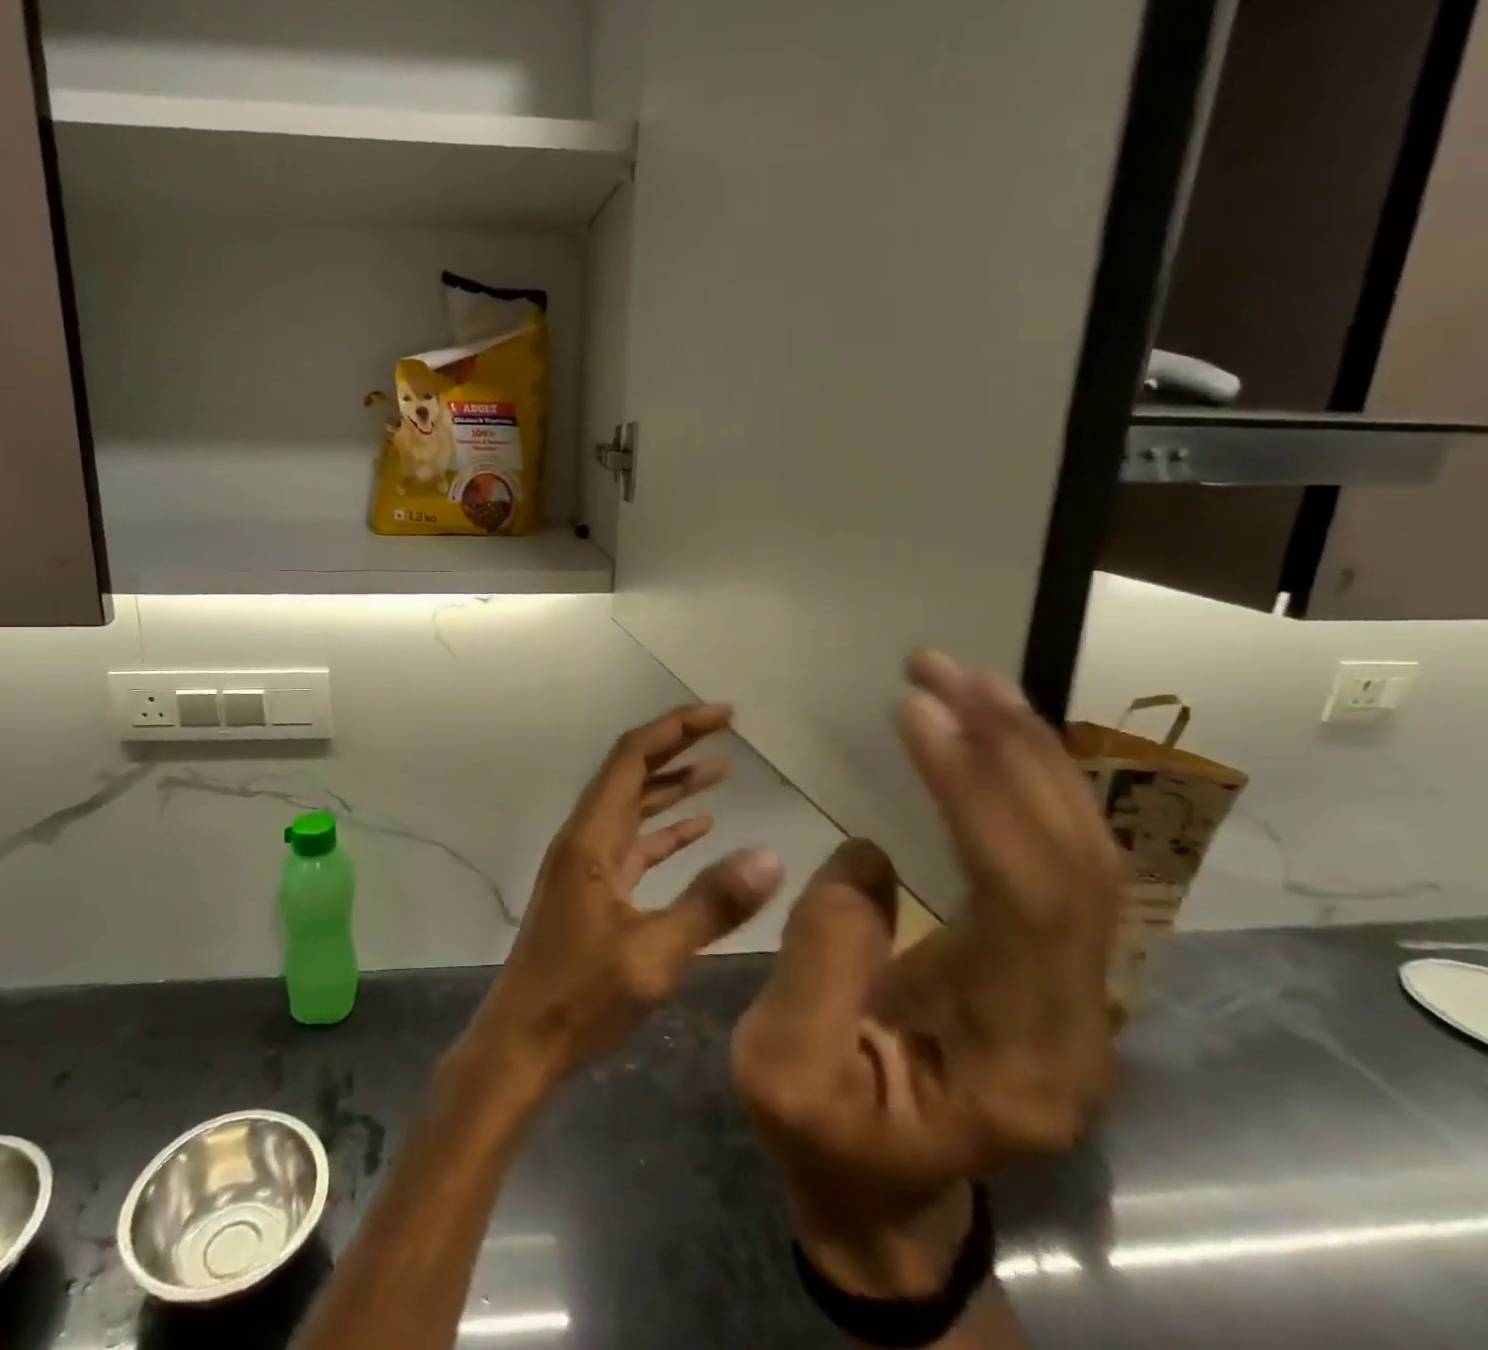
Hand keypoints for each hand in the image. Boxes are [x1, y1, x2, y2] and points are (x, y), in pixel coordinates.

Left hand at [455, 704, 785, 1098]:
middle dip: (677, 746)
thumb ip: (712, 905)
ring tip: (722, 769)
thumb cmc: (581, 999)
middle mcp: (585, 838)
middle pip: (631, 772)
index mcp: (591, 838)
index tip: (723, 715)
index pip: (632, 758)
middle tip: (726, 729)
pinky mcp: (594, 889)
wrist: (522, 1042)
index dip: (677, 729)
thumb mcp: (654, 955)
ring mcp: (588, 863)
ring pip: (633, 806)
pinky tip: (700, 828)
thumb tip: (772, 857)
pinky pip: (634, 842)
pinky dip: (666, 829)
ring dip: (673, 785)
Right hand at [731, 653, 1119, 1297]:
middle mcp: (1076, 1025)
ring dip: (1028, 755)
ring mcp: (1074, 995)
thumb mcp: (782, 1067)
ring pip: (1082, 855)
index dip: (976, 795)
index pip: (1023, 902)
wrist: (882, 1194)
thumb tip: (868, 854)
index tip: (916, 710)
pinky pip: (1056, 862)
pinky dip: (1025, 786)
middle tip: (943, 670)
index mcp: (1016, 1063)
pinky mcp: (1049, 968)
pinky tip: (987, 735)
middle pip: (1076, 865)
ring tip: (967, 680)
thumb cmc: (822, 1138)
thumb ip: (821, 963)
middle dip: (1012, 751)